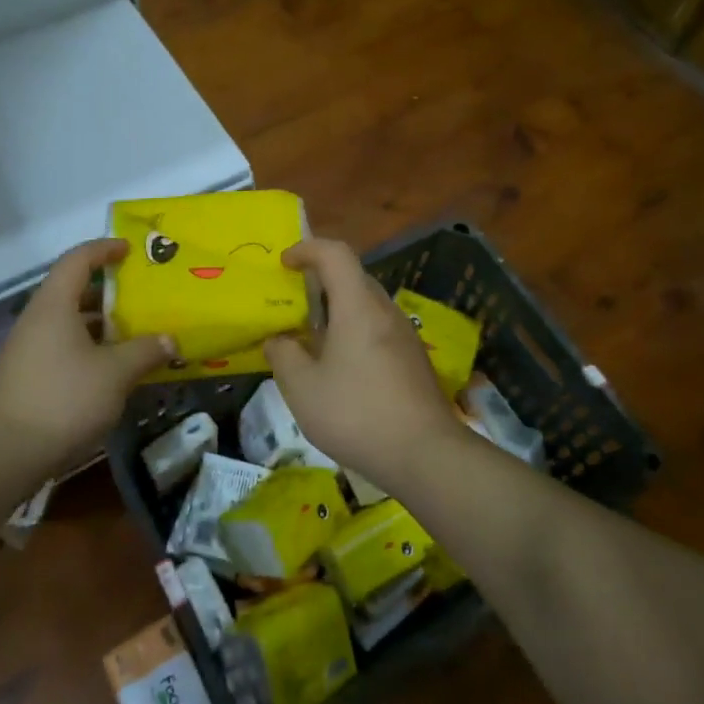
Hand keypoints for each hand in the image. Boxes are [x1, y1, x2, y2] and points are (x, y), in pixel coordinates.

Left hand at [0, 239, 175, 476]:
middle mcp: (37, 320)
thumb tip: (170, 340)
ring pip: (69, 323)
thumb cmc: (63, 400)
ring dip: (101, 325)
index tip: (130, 250)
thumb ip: (145, 351)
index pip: (77, 260)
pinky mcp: (27, 377)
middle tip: (141, 296)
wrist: (3, 455)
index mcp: (54, 305)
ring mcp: (28, 350)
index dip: (104, 249)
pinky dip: (89, 348)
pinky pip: (63, 348)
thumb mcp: (115, 374)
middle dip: (108, 291)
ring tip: (134, 334)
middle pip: (73, 291)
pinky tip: (112, 370)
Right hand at [263, 237, 457, 484]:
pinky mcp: (414, 359)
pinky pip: (378, 329)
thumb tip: (278, 339)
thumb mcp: (303, 389)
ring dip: (338, 310)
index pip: (335, 253)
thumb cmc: (357, 414)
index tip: (284, 263)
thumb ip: (284, 356)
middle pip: (352, 277)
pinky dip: (354, 332)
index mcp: (358, 306)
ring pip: (367, 305)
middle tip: (293, 302)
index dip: (307, 249)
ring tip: (312, 338)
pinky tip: (341, 368)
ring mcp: (405, 335)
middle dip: (320, 280)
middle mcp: (385, 311)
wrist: (426, 454)